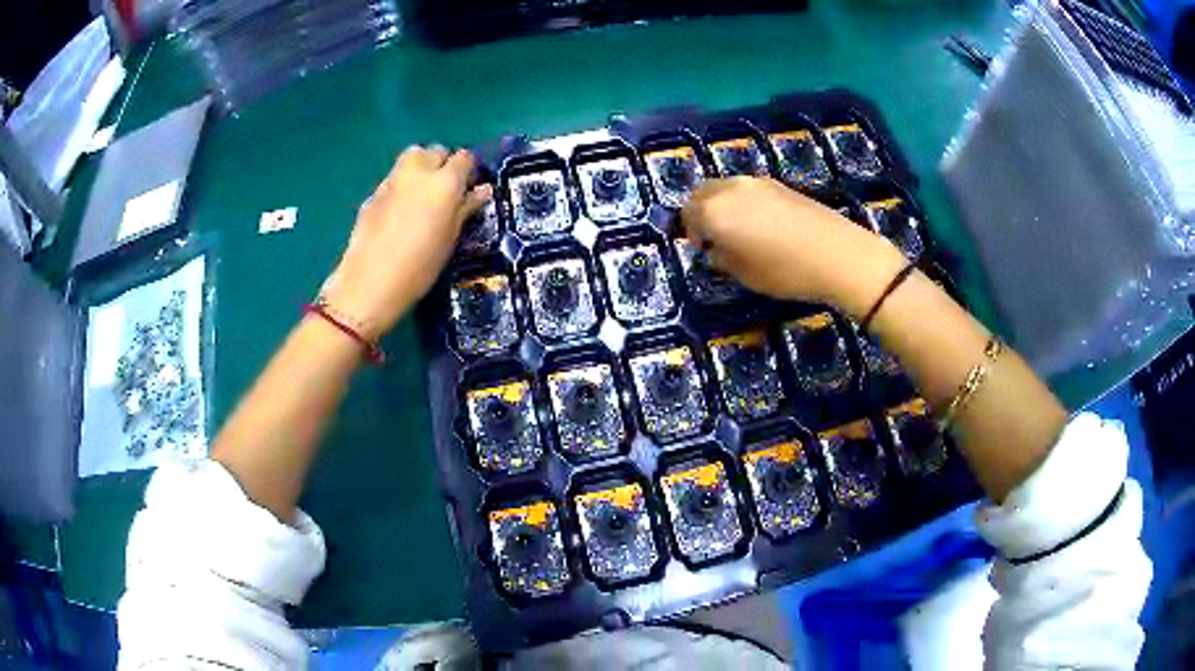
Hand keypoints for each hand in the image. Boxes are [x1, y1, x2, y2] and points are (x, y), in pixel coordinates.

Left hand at [321, 146, 490, 339]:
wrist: (370, 283)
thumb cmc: (420, 267)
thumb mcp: (450, 239)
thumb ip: (465, 208)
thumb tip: (482, 190)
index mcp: (444, 182)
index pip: (464, 158)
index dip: (469, 171)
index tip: (469, 187)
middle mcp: (419, 172)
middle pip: (436, 151)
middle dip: (443, 163)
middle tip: (445, 190)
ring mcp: (392, 180)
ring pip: (412, 157)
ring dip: (421, 167)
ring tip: (422, 194)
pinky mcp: (374, 193)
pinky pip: (394, 178)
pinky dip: (402, 185)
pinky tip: (400, 212)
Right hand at [680, 177, 905, 316]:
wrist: (838, 254)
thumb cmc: (786, 271)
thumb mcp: (745, 275)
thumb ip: (722, 257)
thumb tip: (716, 248)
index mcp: (716, 211)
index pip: (688, 213)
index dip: (691, 231)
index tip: (702, 249)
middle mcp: (731, 189)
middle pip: (703, 192)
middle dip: (703, 211)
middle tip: (714, 236)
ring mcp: (757, 183)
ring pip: (727, 188)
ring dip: (724, 204)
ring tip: (740, 231)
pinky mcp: (780, 184)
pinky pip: (748, 190)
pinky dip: (744, 202)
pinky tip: (763, 224)